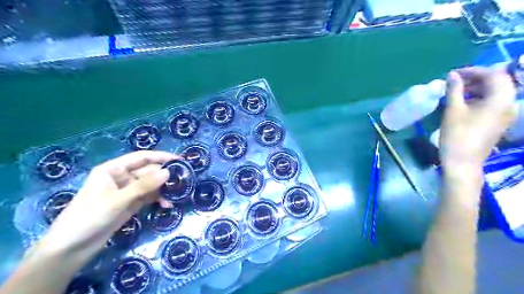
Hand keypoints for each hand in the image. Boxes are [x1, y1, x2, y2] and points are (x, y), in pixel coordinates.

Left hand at [36, 151, 176, 259]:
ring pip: (151, 185)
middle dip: (165, 176)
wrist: (71, 249)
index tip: (180, 160)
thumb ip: (143, 186)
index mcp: (113, 169)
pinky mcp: (131, 204)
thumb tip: (168, 172)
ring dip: (164, 189)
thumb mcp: (117, 200)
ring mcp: (127, 191)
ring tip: (178, 194)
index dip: (161, 157)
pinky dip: (158, 199)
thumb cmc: (88, 218)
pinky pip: (149, 197)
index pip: (142, 157)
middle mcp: (122, 177)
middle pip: (149, 171)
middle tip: (184, 180)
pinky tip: (167, 205)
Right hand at [439, 67, 516, 170]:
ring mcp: (506, 113)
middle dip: (476, 78)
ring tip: (457, 91)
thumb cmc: (457, 135)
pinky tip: (464, 102)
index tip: (454, 73)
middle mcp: (509, 103)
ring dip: (478, 88)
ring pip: (496, 92)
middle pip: (498, 82)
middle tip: (455, 81)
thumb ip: (454, 89)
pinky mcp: (500, 121)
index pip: (493, 74)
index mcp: (501, 98)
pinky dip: (480, 98)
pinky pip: (494, 103)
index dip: (473, 71)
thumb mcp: (453, 110)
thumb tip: (452, 75)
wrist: (463, 161)